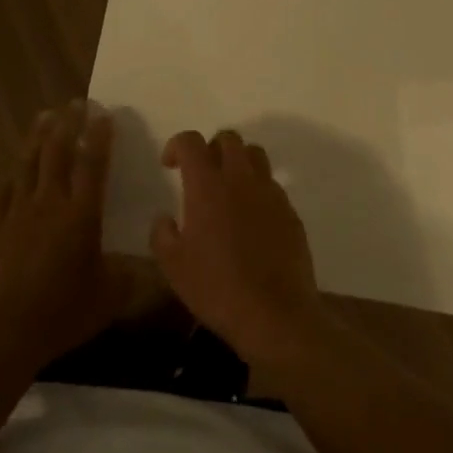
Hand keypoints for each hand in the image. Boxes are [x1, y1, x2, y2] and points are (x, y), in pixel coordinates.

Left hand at [0, 102, 129, 371]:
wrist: (5, 332)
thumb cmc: (64, 312)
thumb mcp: (109, 296)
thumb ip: (129, 276)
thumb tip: (153, 267)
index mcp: (81, 215)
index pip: (92, 165)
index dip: (99, 137)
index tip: (103, 113)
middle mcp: (50, 204)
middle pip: (58, 153)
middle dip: (68, 124)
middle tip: (75, 102)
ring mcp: (18, 213)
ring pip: (29, 164)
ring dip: (38, 137)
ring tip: (45, 116)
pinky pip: (5, 192)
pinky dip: (13, 175)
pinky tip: (15, 168)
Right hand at [150, 129, 326, 369]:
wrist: (275, 314)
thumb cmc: (216, 288)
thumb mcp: (173, 266)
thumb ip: (162, 234)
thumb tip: (165, 218)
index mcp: (207, 185)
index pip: (191, 141)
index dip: (177, 145)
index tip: (170, 165)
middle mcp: (240, 178)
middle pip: (228, 138)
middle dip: (210, 148)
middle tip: (201, 174)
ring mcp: (270, 192)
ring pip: (255, 155)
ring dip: (238, 162)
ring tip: (228, 189)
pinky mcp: (290, 211)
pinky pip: (272, 184)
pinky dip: (257, 189)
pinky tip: (251, 219)